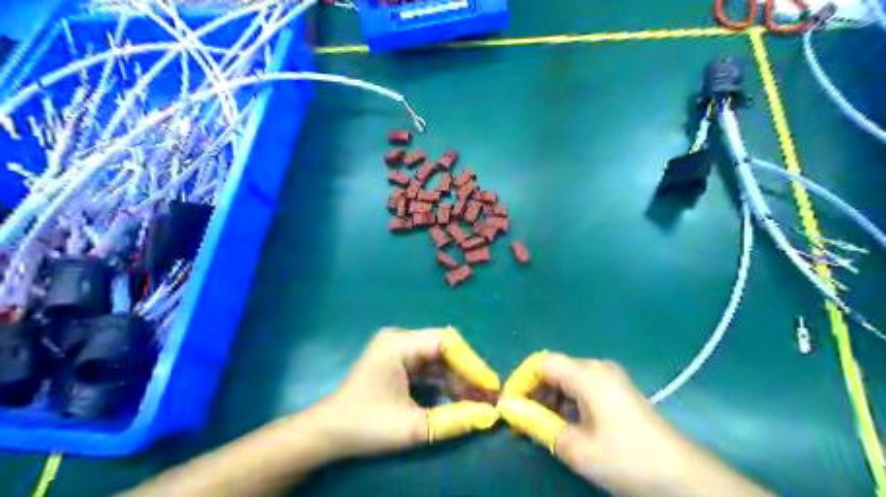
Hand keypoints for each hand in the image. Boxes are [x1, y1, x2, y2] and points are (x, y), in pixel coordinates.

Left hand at [304, 326, 497, 461]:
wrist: (328, 434)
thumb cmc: (365, 425)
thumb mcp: (411, 427)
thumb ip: (453, 420)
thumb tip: (490, 416)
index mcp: (398, 344)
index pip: (445, 342)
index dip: (471, 362)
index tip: (489, 385)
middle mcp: (400, 339)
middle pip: (444, 349)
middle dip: (467, 373)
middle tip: (487, 396)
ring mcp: (399, 350)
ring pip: (439, 359)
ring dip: (459, 379)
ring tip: (479, 401)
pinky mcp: (400, 363)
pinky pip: (430, 367)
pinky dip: (445, 383)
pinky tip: (460, 399)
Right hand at [495, 353, 772, 495]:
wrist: (683, 478)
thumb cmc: (626, 459)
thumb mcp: (575, 447)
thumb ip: (537, 424)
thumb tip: (507, 408)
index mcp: (588, 374)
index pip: (542, 362)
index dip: (521, 380)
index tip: (508, 404)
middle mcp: (598, 368)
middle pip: (555, 369)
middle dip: (534, 392)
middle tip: (521, 419)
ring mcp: (611, 379)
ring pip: (568, 380)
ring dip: (550, 400)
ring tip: (541, 426)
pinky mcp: (618, 392)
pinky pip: (583, 389)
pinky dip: (567, 404)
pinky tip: (565, 426)